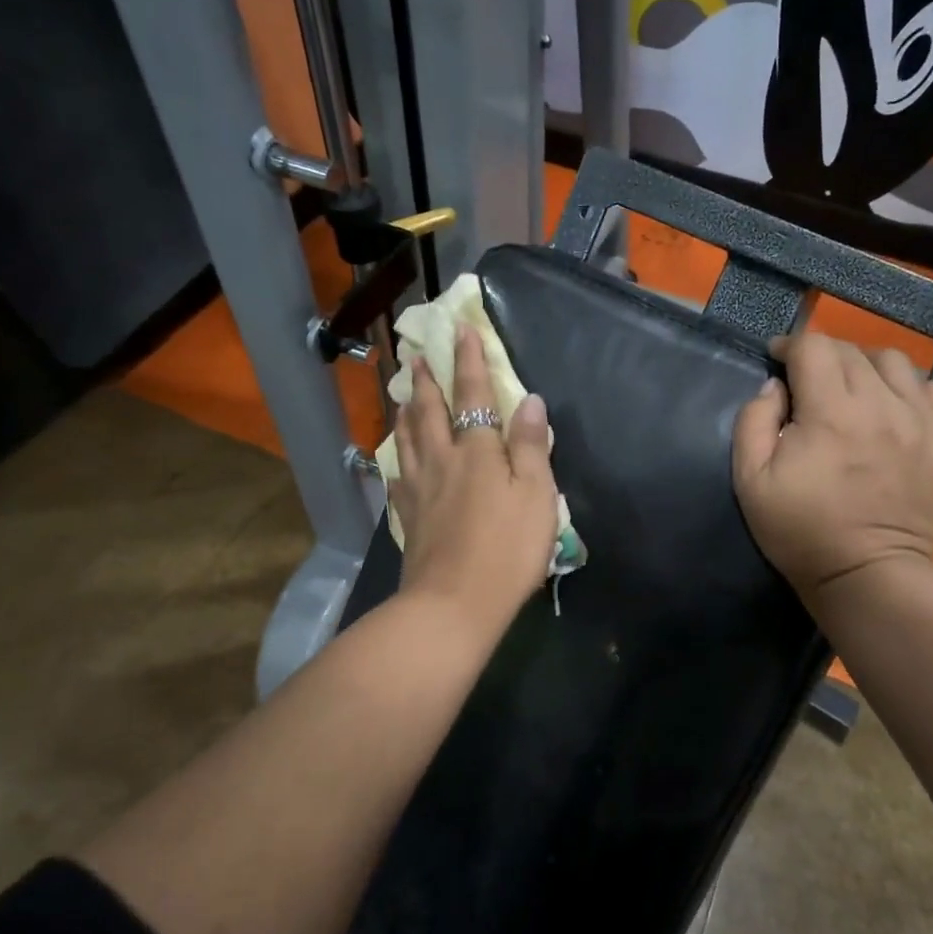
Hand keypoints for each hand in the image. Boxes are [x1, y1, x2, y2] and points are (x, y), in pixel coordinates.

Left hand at [392, 325, 559, 627]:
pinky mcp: (408, 518)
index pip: (472, 394)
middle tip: (417, 355)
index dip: (468, 360)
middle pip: (429, 410)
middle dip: (426, 379)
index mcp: (477, 450)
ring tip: (402, 394)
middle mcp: (442, 460)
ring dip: (406, 410)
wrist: (454, 604)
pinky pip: (399, 477)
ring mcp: (419, 489)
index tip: (460, 329)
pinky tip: (396, 460)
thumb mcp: (536, 495)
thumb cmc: (507, 549)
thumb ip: (532, 446)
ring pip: (407, 438)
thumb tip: (530, 400)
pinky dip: (397, 459)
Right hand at [732, 333, 932, 599]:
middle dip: (821, 355)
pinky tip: (889, 405)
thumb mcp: (750, 481)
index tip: (776, 360)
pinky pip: (931, 389)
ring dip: (864, 364)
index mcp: (830, 412)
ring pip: (894, 361)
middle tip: (805, 379)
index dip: (789, 345)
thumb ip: (753, 422)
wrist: (869, 576)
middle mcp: (880, 404)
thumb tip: (774, 387)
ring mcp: (919, 420)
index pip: (813, 347)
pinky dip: (906, 386)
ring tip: (849, 387)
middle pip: (851, 350)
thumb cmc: (801, 531)